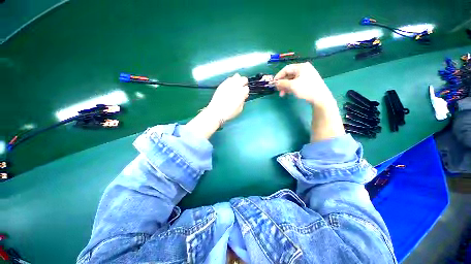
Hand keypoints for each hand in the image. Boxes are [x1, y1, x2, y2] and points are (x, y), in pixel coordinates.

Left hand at [207, 73, 248, 121]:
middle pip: (244, 79)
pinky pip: (229, 79)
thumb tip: (244, 96)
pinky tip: (230, 85)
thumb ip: (243, 101)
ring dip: (238, 80)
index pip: (247, 88)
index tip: (244, 94)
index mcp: (241, 93)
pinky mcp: (222, 84)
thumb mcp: (239, 109)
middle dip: (244, 83)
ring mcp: (229, 84)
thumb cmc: (229, 113)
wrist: (216, 111)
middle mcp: (236, 87)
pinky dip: (231, 80)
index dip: (246, 91)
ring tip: (237, 84)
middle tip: (242, 87)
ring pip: (237, 76)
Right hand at [274, 62, 335, 107]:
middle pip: (289, 75)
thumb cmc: (306, 89)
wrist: (320, 98)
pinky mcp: (307, 82)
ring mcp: (306, 75)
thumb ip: (282, 83)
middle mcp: (304, 69)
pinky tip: (288, 93)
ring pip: (292, 80)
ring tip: (282, 94)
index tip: (273, 83)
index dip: (279, 76)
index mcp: (301, 67)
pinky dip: (291, 87)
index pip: (286, 69)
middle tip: (278, 90)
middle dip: (282, 83)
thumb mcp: (292, 86)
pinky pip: (296, 83)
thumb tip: (275, 83)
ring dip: (285, 86)